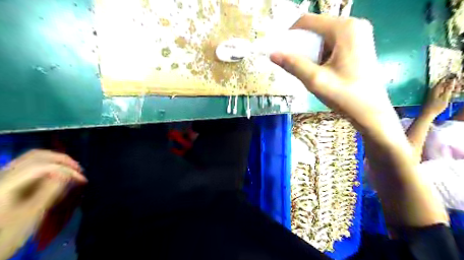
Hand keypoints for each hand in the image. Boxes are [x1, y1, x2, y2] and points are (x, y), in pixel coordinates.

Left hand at [0, 150, 85, 258]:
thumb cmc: (7, 234)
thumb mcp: (30, 215)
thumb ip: (49, 192)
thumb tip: (68, 174)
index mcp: (7, 184)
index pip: (43, 167)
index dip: (66, 170)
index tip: (82, 180)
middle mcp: (3, 175)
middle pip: (37, 156)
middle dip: (62, 160)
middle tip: (78, 170)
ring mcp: (3, 177)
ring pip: (32, 158)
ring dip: (55, 161)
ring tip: (70, 170)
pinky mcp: (6, 181)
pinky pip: (28, 164)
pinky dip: (46, 164)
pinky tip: (56, 173)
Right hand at [272, 14, 398, 137]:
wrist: (371, 112)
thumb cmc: (345, 96)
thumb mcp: (315, 80)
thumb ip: (293, 64)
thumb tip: (272, 54)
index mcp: (345, 29)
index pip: (307, 21)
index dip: (290, 35)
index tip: (281, 51)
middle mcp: (353, 25)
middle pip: (316, 29)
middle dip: (301, 45)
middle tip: (294, 64)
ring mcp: (358, 35)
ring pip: (322, 37)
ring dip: (310, 52)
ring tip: (308, 70)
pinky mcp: (358, 45)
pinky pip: (331, 44)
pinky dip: (320, 54)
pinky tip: (320, 70)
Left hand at [423, 77, 455, 116]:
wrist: (427, 114)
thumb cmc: (436, 106)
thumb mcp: (445, 97)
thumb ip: (448, 88)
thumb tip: (453, 80)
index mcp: (435, 88)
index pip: (443, 80)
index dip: (450, 78)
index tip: (457, 78)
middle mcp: (432, 90)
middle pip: (442, 84)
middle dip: (451, 84)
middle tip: (458, 87)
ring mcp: (431, 93)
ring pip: (442, 88)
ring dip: (449, 88)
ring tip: (456, 90)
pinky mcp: (432, 97)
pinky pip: (440, 92)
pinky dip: (445, 92)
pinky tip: (450, 94)